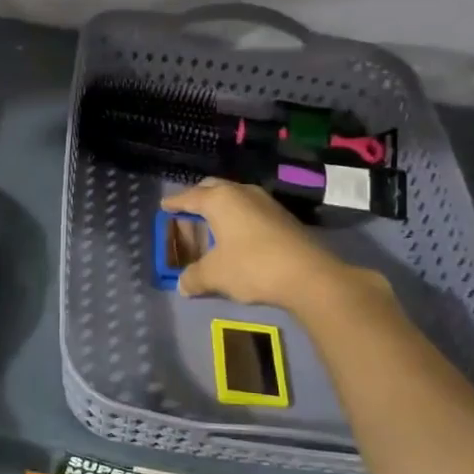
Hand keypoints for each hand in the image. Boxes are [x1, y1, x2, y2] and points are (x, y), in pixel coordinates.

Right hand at [161, 179, 383, 314]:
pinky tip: (237, 236)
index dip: (175, 203)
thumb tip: (182, 285)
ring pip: (235, 197)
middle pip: (213, 188)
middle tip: (187, 211)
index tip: (164, 206)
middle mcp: (242, 193)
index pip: (190, 197)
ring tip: (212, 224)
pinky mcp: (283, 217)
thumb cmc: (252, 267)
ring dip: (221, 207)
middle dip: (198, 198)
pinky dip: (238, 218)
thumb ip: (194, 277)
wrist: (309, 276)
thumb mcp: (215, 275)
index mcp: (220, 200)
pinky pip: (251, 210)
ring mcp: (266, 202)